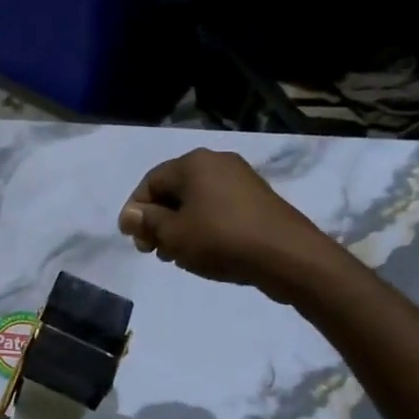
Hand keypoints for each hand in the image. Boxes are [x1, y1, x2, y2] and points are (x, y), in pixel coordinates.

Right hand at [118, 147, 335, 290]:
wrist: (288, 256)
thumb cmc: (221, 240)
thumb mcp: (174, 235)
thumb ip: (147, 222)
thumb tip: (129, 214)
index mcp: (193, 163)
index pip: (150, 182)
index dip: (136, 212)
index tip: (134, 241)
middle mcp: (217, 162)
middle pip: (174, 190)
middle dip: (159, 221)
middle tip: (154, 251)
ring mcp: (241, 178)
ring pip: (196, 201)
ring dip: (180, 226)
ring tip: (177, 256)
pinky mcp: (258, 198)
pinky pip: (218, 208)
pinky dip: (204, 226)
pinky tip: (204, 251)